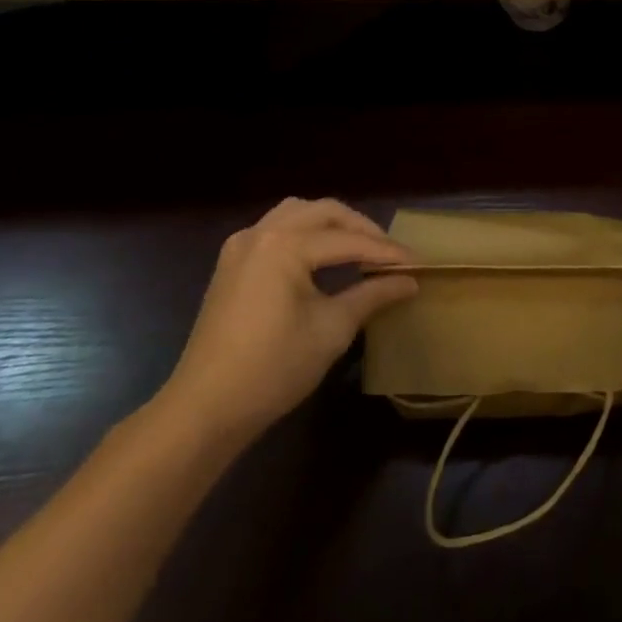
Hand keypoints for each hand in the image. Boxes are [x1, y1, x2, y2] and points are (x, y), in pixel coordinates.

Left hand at [158, 198, 416, 439]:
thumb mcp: (333, 329)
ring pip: (297, 213)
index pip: (348, 240)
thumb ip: (373, 295)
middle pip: (323, 212)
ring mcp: (241, 247)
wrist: (204, 410)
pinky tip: (321, 258)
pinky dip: (305, 233)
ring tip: (358, 249)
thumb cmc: (273, 368)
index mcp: (285, 245)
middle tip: (389, 253)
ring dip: (331, 224)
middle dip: (361, 229)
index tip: (417, 263)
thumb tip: (409, 281)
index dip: (386, 252)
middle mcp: (261, 233)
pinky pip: (276, 230)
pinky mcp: (231, 265)